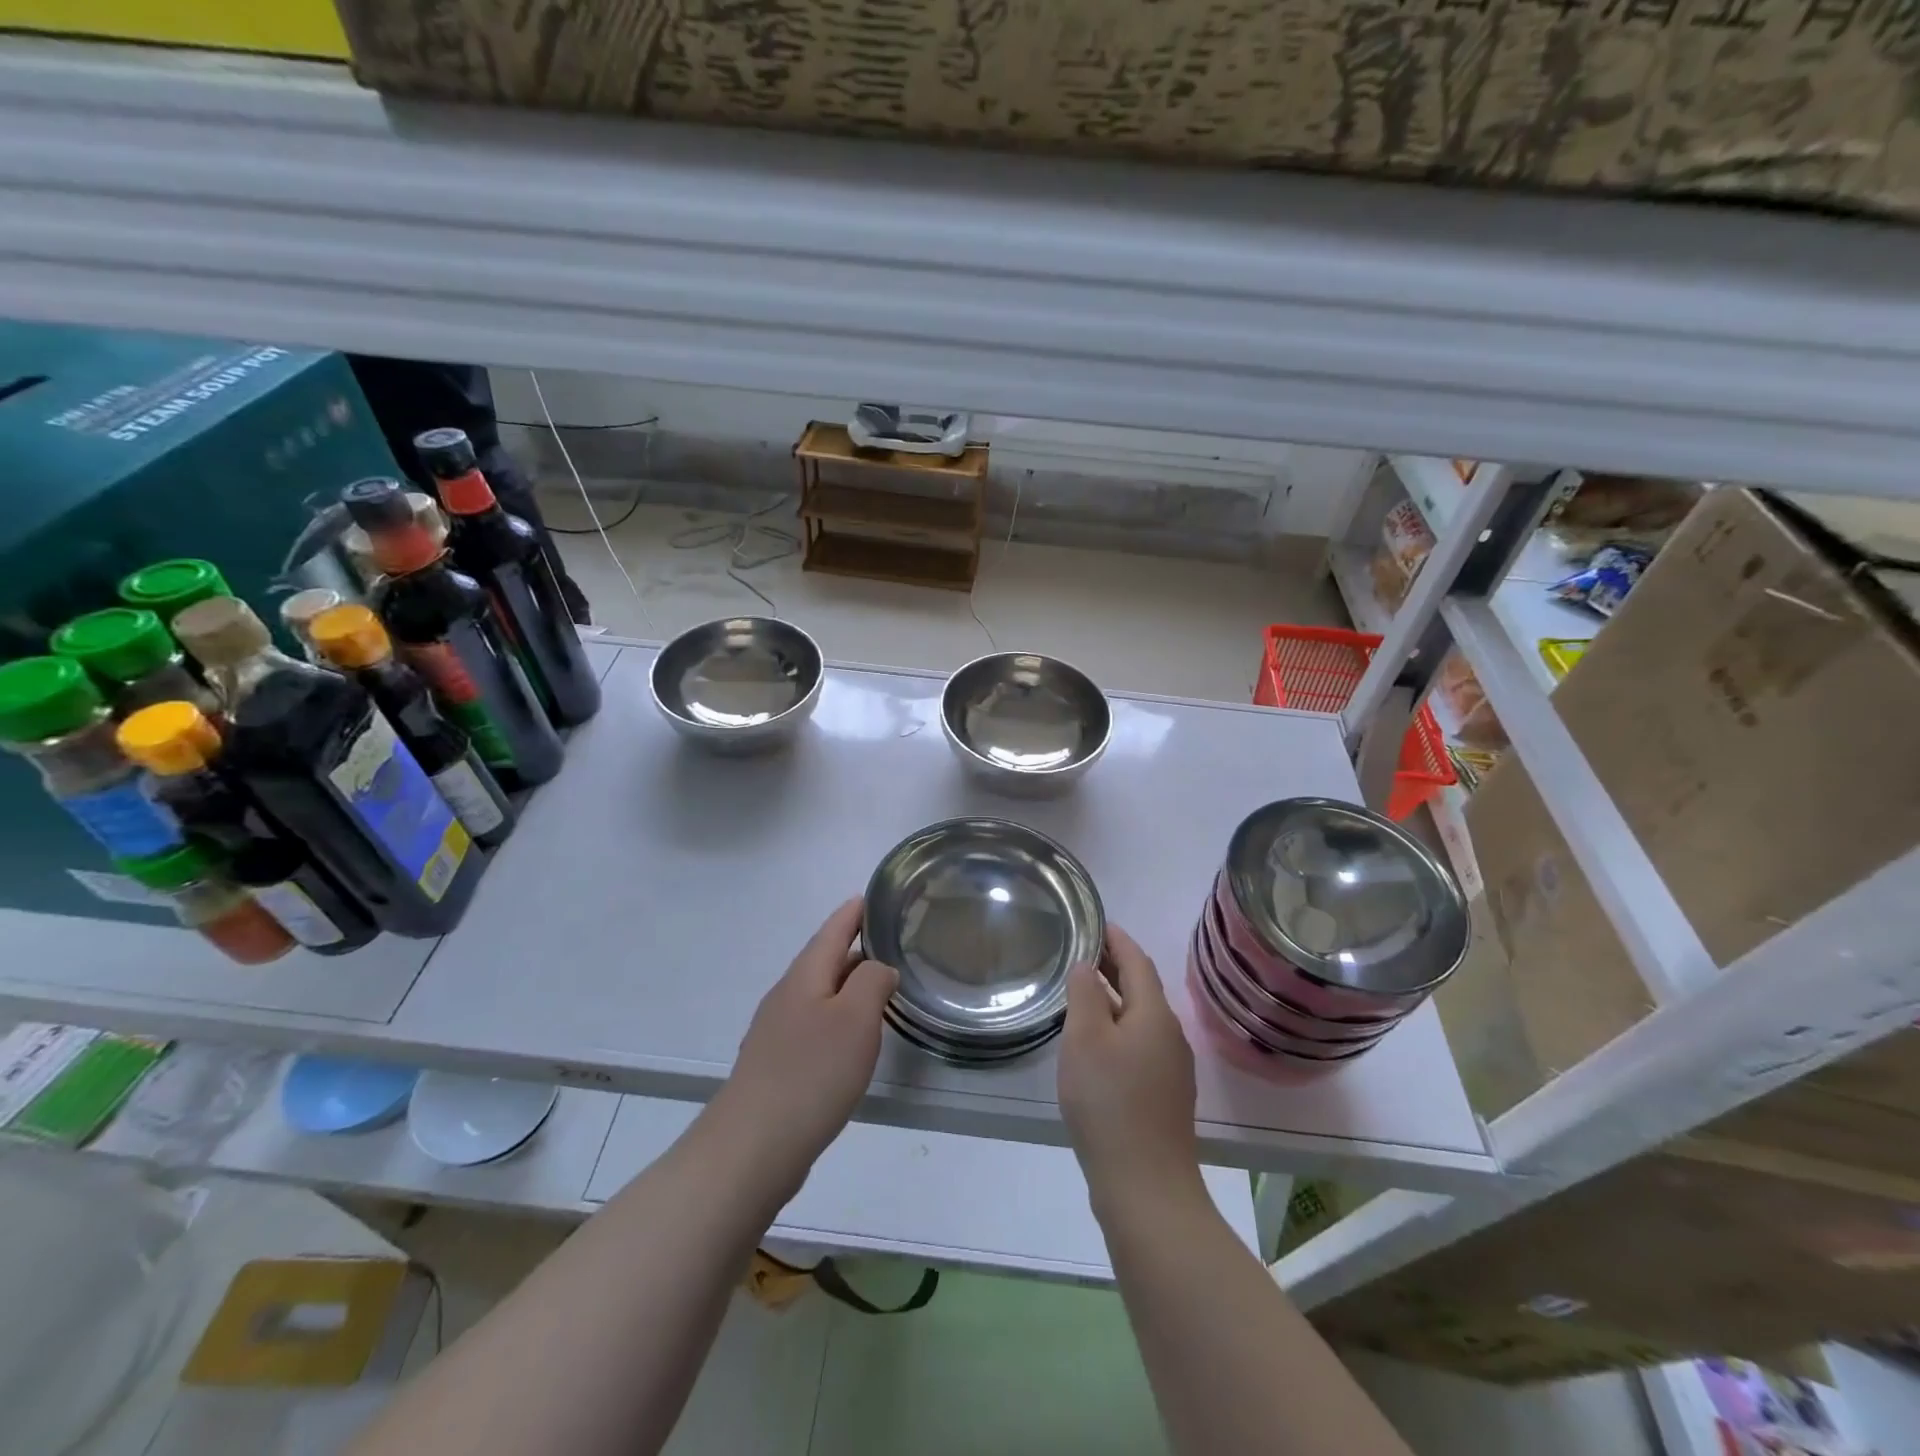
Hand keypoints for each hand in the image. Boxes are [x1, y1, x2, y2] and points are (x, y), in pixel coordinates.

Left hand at [715, 898, 897, 1195]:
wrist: (752, 1147)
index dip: (853, 913)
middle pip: (823, 960)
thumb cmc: (811, 1073)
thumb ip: (872, 982)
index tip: (872, 897)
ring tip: (878, 985)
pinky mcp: (777, 1065)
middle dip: (854, 947)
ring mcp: (777, 1032)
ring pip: (819, 994)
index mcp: (805, 976)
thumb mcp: (855, 1019)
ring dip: (846, 984)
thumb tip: (879, 967)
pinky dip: (837, 1018)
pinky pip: (813, 1025)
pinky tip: (851, 1038)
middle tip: (889, 940)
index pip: (832, 931)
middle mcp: (787, 996)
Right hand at [1058, 926, 1202, 1207]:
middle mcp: (1170, 1035)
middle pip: (1142, 988)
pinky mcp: (1165, 1095)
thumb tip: (1088, 965)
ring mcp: (1172, 1068)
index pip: (1137, 961)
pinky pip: (1141, 1044)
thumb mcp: (1085, 1039)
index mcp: (1154, 1014)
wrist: (1145, 1186)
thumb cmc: (1109, 1102)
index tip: (1095, 922)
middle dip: (1115, 966)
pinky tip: (1097, 1044)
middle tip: (1081, 952)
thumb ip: (1085, 994)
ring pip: (1141, 1018)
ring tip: (1083, 992)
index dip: (1116, 938)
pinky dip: (1119, 1028)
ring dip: (1115, 998)